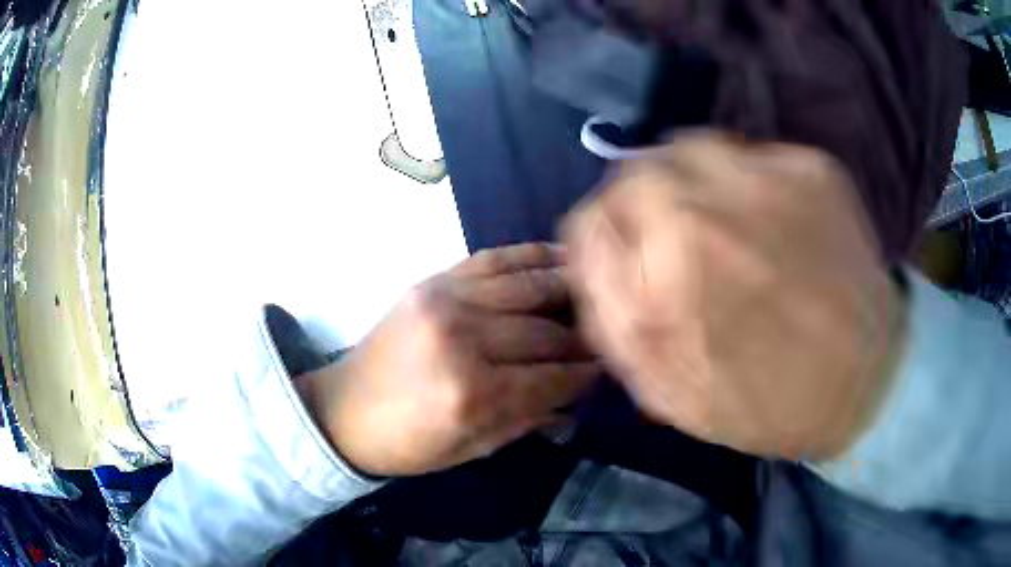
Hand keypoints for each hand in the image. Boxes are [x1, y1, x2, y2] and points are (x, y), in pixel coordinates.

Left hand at [295, 243, 599, 476]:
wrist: (344, 410)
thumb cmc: (409, 443)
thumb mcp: (473, 448)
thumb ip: (529, 418)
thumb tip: (577, 395)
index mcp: (473, 394)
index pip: (553, 377)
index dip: (587, 374)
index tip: (610, 368)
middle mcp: (463, 339)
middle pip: (545, 330)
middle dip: (582, 337)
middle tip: (605, 337)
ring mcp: (446, 300)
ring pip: (528, 286)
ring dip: (568, 287)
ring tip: (596, 289)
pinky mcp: (432, 281)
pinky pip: (493, 260)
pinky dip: (530, 256)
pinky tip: (559, 257)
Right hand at [563, 132, 906, 459]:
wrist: (865, 384)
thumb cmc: (763, 404)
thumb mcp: (666, 392)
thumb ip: (612, 320)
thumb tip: (591, 257)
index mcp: (659, 288)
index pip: (590, 220)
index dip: (601, 234)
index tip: (622, 249)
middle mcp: (702, 220)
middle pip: (634, 172)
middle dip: (639, 202)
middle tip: (668, 231)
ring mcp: (764, 183)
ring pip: (688, 147)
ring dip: (688, 179)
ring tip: (715, 215)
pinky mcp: (812, 170)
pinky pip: (752, 153)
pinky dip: (746, 178)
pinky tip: (767, 215)